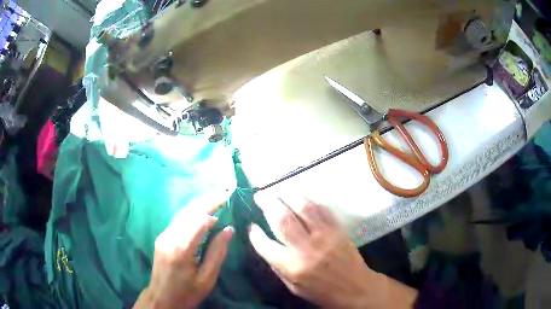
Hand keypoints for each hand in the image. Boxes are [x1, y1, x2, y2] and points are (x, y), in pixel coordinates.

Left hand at [134, 196, 233, 308]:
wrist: (161, 298)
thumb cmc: (187, 292)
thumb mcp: (207, 278)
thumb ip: (217, 253)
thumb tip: (229, 230)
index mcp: (182, 249)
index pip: (198, 221)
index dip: (213, 210)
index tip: (227, 202)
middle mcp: (170, 237)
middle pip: (189, 213)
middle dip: (206, 201)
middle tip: (223, 192)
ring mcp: (163, 236)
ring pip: (182, 214)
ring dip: (199, 204)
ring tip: (215, 197)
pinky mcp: (162, 238)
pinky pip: (178, 221)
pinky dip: (191, 213)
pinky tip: (201, 212)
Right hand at [249, 194, 417, 307]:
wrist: (355, 288)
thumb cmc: (322, 292)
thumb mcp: (293, 287)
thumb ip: (277, 267)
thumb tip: (266, 246)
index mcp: (292, 265)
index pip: (265, 244)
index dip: (255, 234)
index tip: (251, 226)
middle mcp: (306, 247)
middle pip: (282, 218)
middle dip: (267, 203)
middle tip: (259, 196)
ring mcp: (324, 235)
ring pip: (303, 207)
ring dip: (287, 195)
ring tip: (278, 191)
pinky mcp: (338, 229)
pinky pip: (322, 208)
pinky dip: (309, 200)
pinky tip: (301, 197)